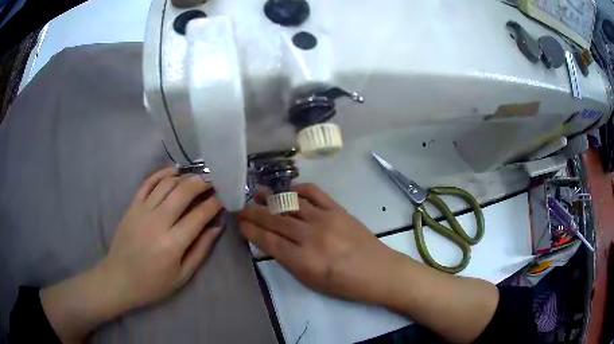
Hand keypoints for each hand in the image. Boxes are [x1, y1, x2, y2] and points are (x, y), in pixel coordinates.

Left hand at [99, 167, 223, 309]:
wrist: (119, 278)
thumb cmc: (153, 283)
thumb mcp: (182, 276)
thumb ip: (201, 250)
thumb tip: (217, 227)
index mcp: (172, 243)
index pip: (199, 215)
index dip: (215, 203)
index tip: (225, 196)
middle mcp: (158, 222)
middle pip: (183, 191)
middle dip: (202, 182)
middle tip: (213, 181)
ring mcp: (142, 211)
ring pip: (166, 183)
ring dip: (184, 177)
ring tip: (196, 178)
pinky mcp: (132, 206)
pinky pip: (148, 183)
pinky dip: (162, 174)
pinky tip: (173, 172)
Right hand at [239, 184, 499, 343]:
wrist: (380, 272)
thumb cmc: (345, 285)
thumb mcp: (311, 281)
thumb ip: (289, 260)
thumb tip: (271, 241)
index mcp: (303, 260)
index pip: (267, 240)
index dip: (250, 229)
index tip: (238, 222)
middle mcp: (311, 236)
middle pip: (274, 220)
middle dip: (253, 213)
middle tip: (240, 207)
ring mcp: (326, 219)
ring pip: (290, 204)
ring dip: (271, 197)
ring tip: (256, 192)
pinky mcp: (339, 209)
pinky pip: (314, 193)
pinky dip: (298, 190)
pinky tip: (289, 191)